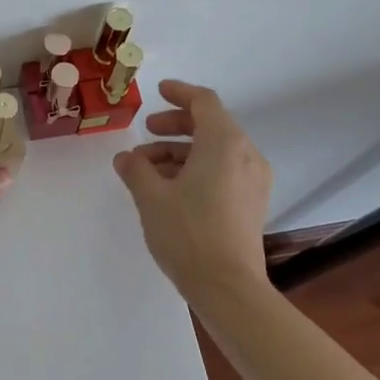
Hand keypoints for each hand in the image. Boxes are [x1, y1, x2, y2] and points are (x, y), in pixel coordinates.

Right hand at [113, 80, 272, 300]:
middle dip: (176, 125)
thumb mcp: (151, 197)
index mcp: (224, 143)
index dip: (180, 93)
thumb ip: (136, 169)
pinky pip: (224, 171)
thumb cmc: (188, 233)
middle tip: (147, 132)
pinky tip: (170, 189)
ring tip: (148, 170)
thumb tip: (126, 158)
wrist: (228, 287)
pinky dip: (198, 169)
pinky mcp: (252, 203)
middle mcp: (246, 155)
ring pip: (216, 151)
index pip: (204, 102)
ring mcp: (254, 181)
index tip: (159, 92)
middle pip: (211, 125)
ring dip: (182, 151)